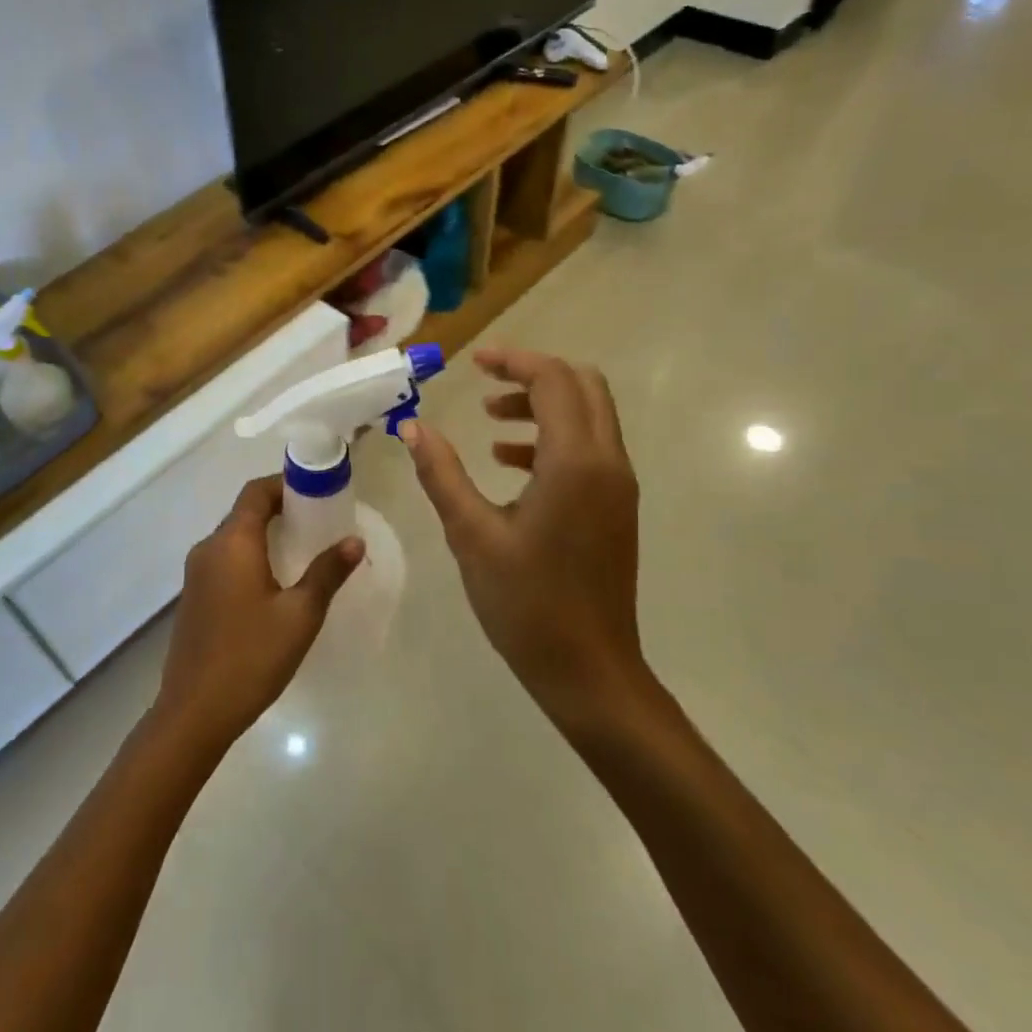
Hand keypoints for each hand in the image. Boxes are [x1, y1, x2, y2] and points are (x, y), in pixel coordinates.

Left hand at [153, 475, 363, 752]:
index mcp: (232, 543)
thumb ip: (327, 573)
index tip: (317, 492)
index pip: (256, 492)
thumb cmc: (251, 656)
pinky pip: (224, 561)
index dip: (285, 485)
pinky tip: (274, 583)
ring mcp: (196, 574)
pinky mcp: (194, 597)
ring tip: (302, 550)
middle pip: (244, 512)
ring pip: (233, 538)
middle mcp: (208, 549)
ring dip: (265, 535)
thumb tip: (354, 541)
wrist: (194, 712)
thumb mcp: (300, 615)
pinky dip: (250, 557)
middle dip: (280, 509)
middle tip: (318, 522)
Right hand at [401, 348, 645, 728]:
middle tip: (486, 381)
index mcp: (575, 462)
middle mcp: (608, 463)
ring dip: (543, 405)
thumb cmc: (526, 603)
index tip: (473, 363)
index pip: (554, 380)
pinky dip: (553, 438)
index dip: (514, 361)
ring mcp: (618, 486)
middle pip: (583, 386)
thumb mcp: (471, 534)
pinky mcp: (616, 507)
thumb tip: (412, 427)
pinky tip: (509, 463)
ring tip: (490, 422)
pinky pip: (590, 448)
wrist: (588, 670)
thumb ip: (441, 474)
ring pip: (589, 416)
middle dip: (533, 374)